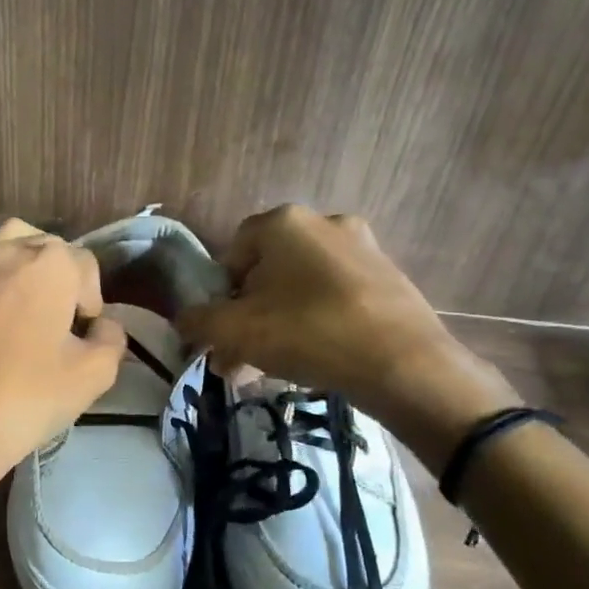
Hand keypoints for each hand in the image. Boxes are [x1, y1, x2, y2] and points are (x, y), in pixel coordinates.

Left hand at [0, 220, 125, 558]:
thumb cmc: (30, 395)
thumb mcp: (95, 373)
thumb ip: (112, 338)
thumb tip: (102, 327)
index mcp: (48, 261)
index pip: (86, 264)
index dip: (92, 302)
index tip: (84, 339)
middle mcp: (5, 252)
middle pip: (44, 250)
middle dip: (58, 279)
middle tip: (59, 325)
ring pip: (6, 259)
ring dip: (23, 282)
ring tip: (27, 326)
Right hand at [175, 205, 520, 467]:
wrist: (405, 365)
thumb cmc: (308, 333)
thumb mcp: (235, 331)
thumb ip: (199, 322)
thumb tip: (183, 321)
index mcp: (284, 222)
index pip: (233, 251)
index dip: (220, 293)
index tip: (222, 330)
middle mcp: (324, 222)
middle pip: (267, 271)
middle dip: (248, 314)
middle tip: (241, 356)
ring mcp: (363, 248)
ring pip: (301, 286)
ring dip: (279, 322)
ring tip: (273, 366)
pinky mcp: (389, 277)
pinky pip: (335, 296)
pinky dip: (317, 321)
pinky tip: (315, 358)